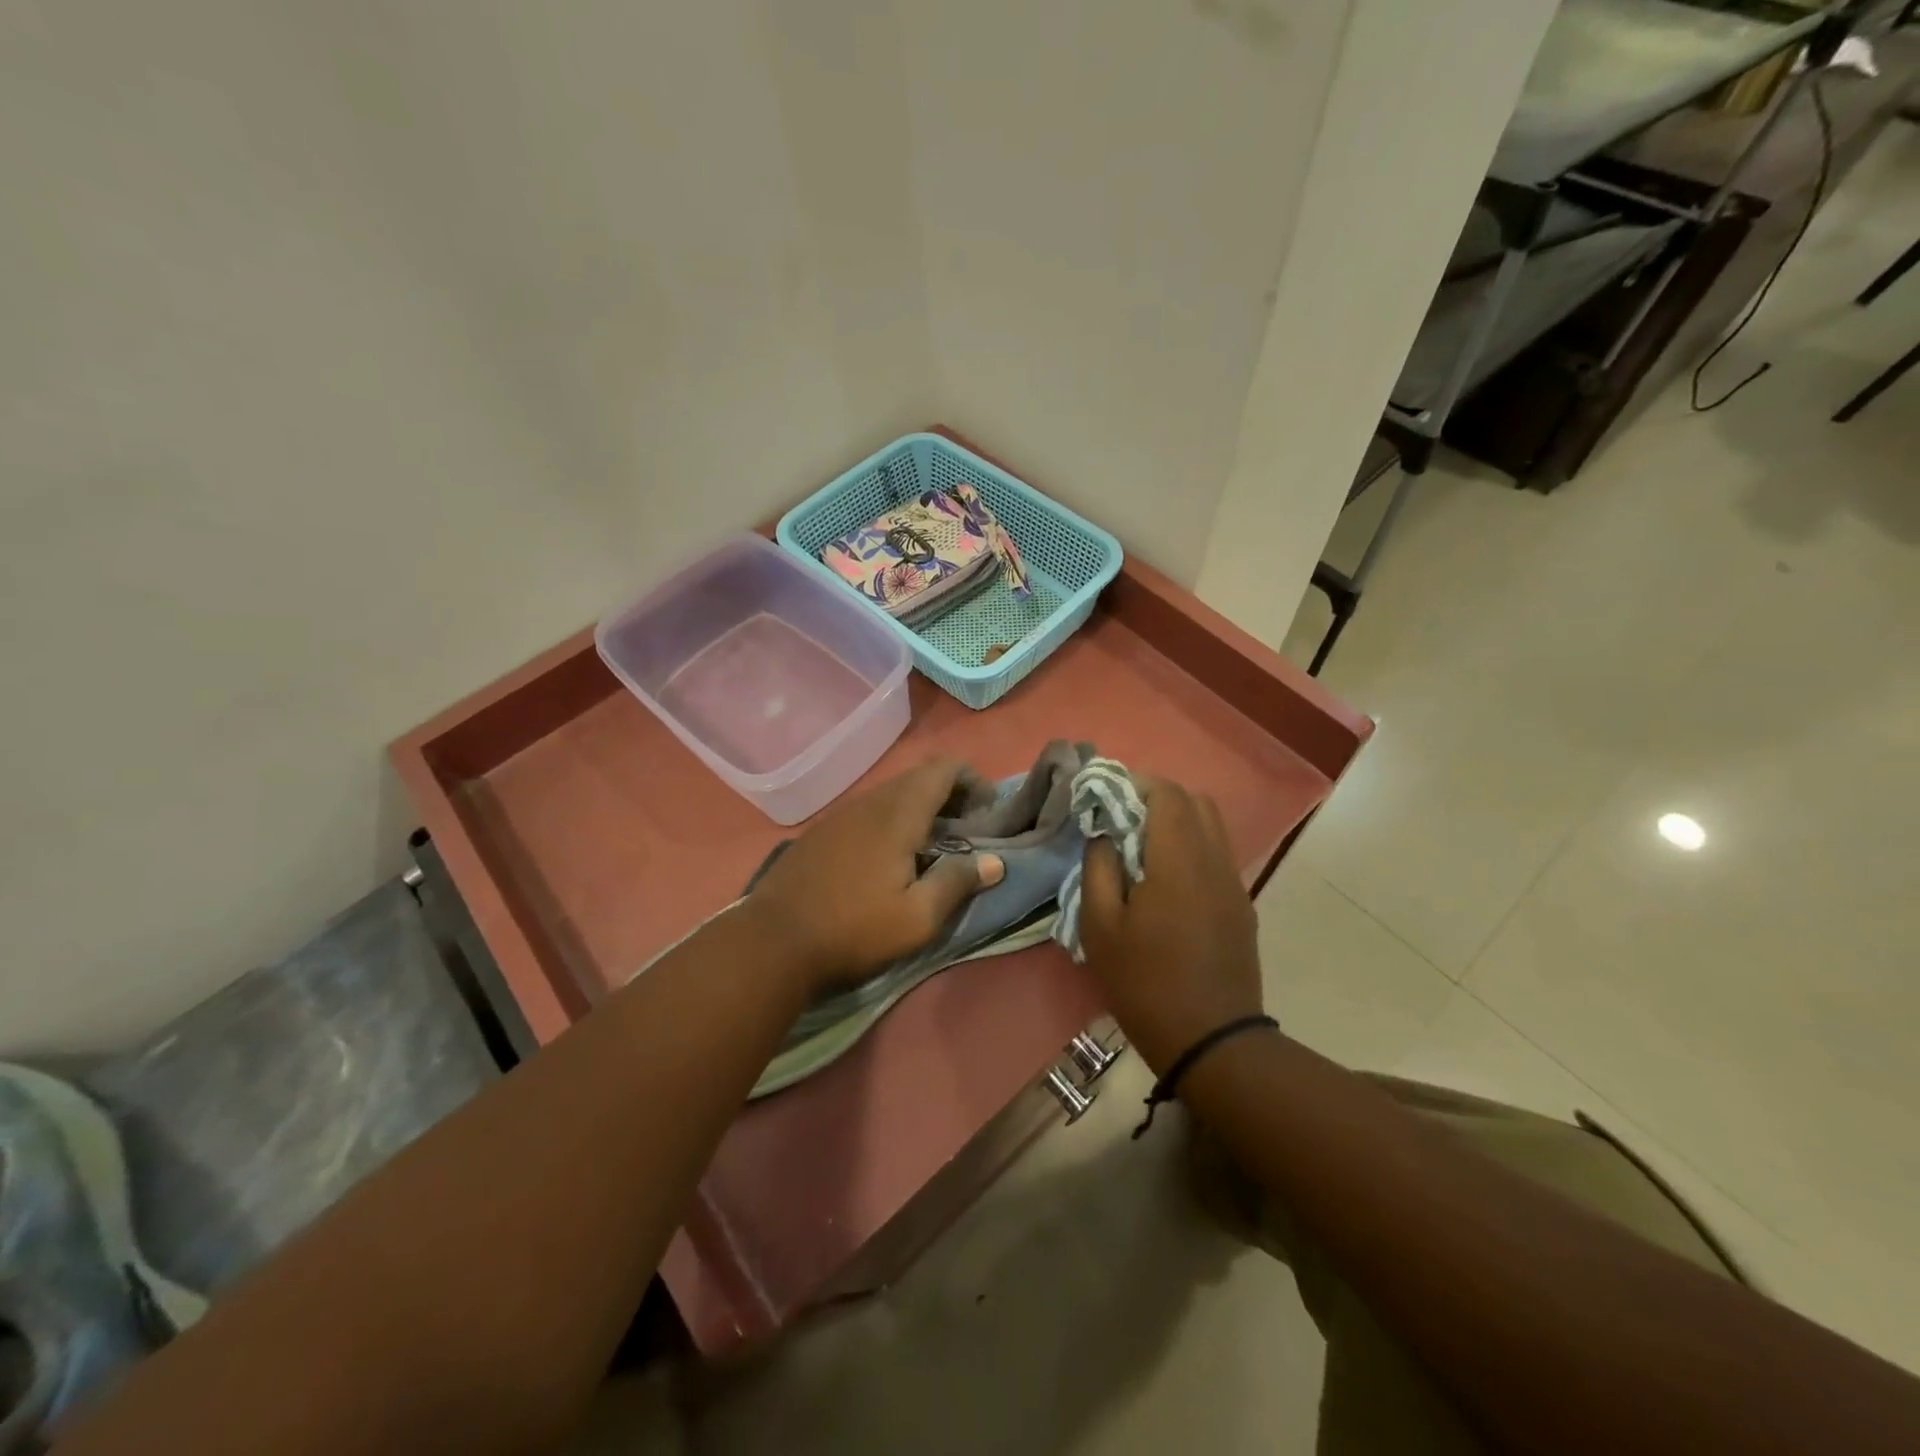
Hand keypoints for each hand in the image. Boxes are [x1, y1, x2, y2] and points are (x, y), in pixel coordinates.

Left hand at [745, 759, 1005, 993]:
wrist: (772, 942)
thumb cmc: (854, 929)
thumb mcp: (918, 918)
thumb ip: (958, 882)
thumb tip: (996, 861)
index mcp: (899, 813)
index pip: (944, 768)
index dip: (974, 781)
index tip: (989, 813)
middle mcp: (870, 801)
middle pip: (919, 777)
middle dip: (951, 795)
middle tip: (968, 833)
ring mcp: (841, 814)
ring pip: (892, 794)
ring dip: (921, 809)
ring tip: (932, 847)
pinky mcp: (822, 831)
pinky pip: (868, 810)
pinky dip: (892, 820)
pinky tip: (888, 858)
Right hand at [1078, 777, 1263, 1074]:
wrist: (1211, 1040)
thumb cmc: (1144, 982)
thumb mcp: (1100, 926)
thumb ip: (1098, 867)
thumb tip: (1104, 833)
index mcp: (1178, 859)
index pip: (1167, 793)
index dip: (1135, 784)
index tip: (1106, 798)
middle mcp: (1214, 860)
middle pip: (1195, 802)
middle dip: (1157, 799)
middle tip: (1122, 821)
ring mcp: (1234, 883)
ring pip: (1212, 827)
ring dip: (1178, 822)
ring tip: (1142, 849)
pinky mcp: (1242, 905)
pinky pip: (1218, 855)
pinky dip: (1192, 847)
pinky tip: (1167, 881)